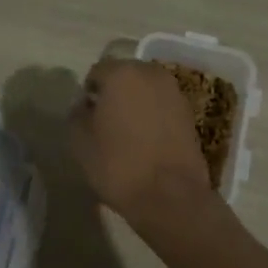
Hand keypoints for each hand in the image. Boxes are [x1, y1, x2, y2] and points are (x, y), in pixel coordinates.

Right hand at [70, 59, 214, 227]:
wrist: (170, 195)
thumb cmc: (117, 165)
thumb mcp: (80, 141)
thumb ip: (77, 115)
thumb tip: (85, 105)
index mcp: (121, 73)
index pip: (97, 72)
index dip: (88, 93)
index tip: (85, 116)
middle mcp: (151, 74)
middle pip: (125, 76)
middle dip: (114, 94)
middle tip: (105, 122)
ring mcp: (175, 92)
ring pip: (146, 90)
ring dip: (135, 103)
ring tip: (126, 132)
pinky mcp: (190, 113)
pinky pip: (163, 106)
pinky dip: (153, 115)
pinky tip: (146, 140)